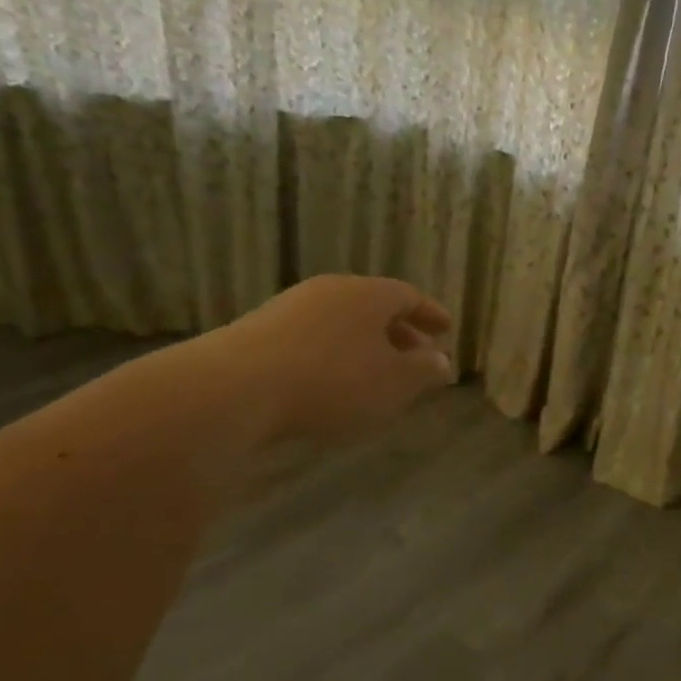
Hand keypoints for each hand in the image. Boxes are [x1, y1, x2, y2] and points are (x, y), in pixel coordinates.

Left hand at [195, 275, 454, 445]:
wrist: (233, 389)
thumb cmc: (331, 381)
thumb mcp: (393, 383)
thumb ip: (423, 371)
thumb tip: (441, 361)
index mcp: (368, 294)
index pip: (409, 296)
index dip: (430, 314)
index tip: (447, 330)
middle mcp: (330, 291)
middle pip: (374, 307)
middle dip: (399, 333)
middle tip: (416, 357)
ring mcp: (290, 308)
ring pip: (342, 323)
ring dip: (365, 346)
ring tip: (376, 376)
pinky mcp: (258, 332)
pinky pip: (313, 338)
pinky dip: (334, 355)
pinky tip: (332, 384)